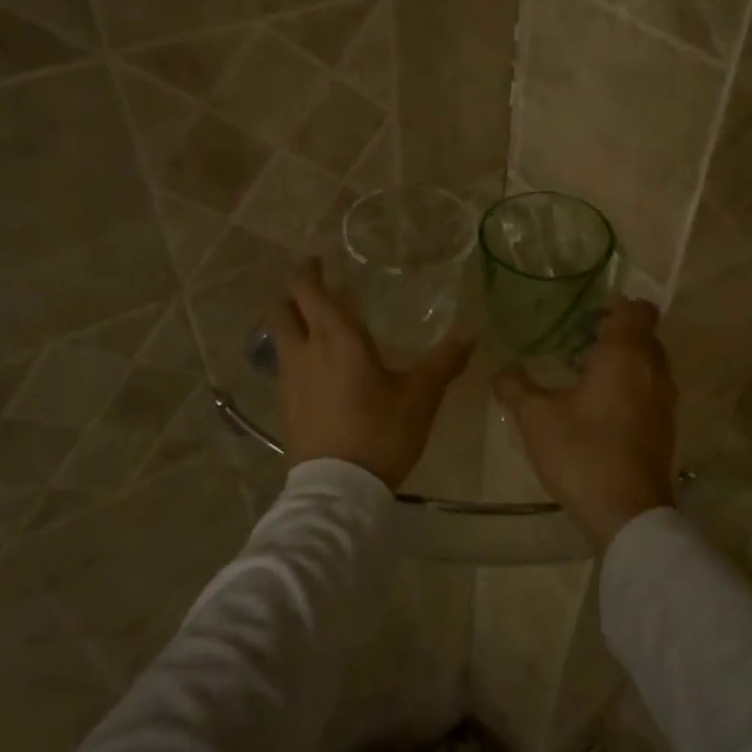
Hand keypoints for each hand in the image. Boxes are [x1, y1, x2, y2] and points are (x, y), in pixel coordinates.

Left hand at [271, 260, 472, 489]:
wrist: (338, 490)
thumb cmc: (381, 432)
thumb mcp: (421, 396)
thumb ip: (444, 361)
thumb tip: (472, 333)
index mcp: (337, 338)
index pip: (308, 290)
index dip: (309, 270)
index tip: (319, 261)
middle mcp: (304, 352)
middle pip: (282, 309)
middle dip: (294, 294)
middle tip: (317, 291)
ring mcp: (289, 380)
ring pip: (280, 338)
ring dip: (293, 324)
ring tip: (319, 328)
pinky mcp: (285, 407)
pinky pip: (285, 366)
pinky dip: (296, 354)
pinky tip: (319, 370)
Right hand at [492, 300, 676, 553]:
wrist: (627, 512)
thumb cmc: (583, 452)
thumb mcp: (536, 417)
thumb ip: (516, 386)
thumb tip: (501, 369)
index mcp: (626, 355)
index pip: (637, 309)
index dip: (615, 306)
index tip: (586, 316)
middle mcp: (653, 370)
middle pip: (643, 335)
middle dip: (614, 334)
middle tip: (576, 342)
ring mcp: (664, 401)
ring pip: (648, 365)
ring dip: (622, 363)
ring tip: (583, 375)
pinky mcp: (664, 428)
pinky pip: (650, 391)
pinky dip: (629, 388)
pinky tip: (598, 409)